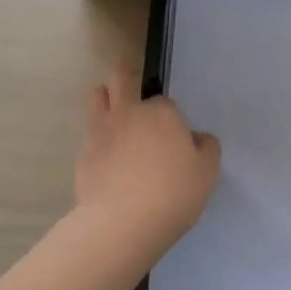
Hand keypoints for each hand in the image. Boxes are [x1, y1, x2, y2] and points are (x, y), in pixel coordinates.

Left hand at [74, 60, 220, 251]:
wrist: (122, 222)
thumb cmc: (172, 193)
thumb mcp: (207, 172)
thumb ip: (206, 148)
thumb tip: (196, 139)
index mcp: (162, 113)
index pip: (165, 103)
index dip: (170, 117)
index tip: (174, 136)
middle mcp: (129, 113)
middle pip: (122, 80)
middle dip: (124, 72)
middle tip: (124, 67)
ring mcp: (101, 132)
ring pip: (98, 100)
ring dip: (103, 95)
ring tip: (105, 96)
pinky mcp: (83, 155)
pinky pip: (89, 135)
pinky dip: (96, 136)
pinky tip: (102, 152)